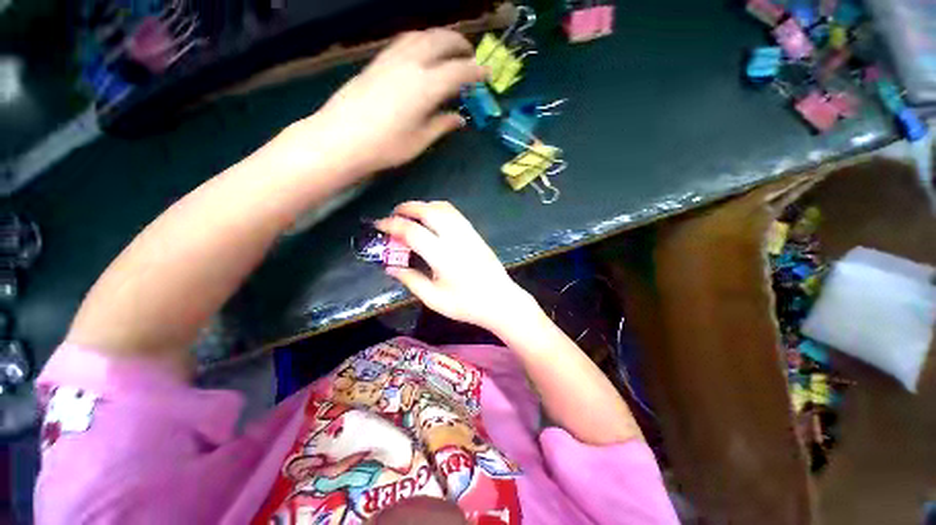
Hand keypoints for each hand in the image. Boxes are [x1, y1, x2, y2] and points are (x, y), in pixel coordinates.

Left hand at [295, 29, 486, 174]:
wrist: (341, 138)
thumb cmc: (386, 146)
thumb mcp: (420, 140)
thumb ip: (442, 125)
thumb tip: (459, 118)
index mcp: (426, 86)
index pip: (458, 71)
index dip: (476, 71)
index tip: (487, 73)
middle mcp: (410, 64)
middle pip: (441, 41)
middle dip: (460, 45)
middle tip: (470, 56)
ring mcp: (391, 59)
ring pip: (421, 35)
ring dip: (439, 37)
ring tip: (448, 49)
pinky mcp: (377, 62)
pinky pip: (404, 41)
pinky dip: (420, 41)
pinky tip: (421, 53)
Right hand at [375, 201, 538, 332]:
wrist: (501, 301)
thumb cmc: (467, 305)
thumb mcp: (434, 299)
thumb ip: (411, 280)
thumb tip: (391, 267)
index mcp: (443, 256)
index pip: (412, 231)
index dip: (392, 225)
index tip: (379, 225)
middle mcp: (456, 238)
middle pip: (428, 211)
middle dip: (407, 208)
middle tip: (393, 214)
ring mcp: (468, 233)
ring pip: (443, 208)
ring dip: (424, 206)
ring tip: (411, 214)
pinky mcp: (476, 234)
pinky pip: (455, 213)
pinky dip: (439, 209)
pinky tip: (432, 219)